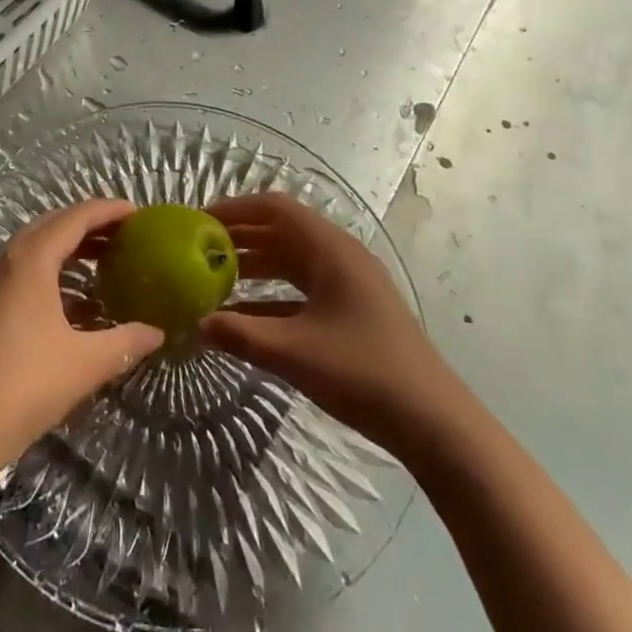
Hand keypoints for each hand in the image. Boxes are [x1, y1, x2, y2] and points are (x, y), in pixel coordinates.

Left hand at [0, 199, 163, 477]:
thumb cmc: (22, 387)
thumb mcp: (83, 364)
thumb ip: (125, 342)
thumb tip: (157, 332)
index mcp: (31, 260)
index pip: (76, 217)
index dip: (109, 211)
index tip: (139, 214)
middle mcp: (8, 260)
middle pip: (54, 224)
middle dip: (90, 224)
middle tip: (126, 235)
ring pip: (36, 247)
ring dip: (70, 246)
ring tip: (105, 260)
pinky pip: (24, 269)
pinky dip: (52, 268)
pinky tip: (72, 297)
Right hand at [200, 193, 462, 454]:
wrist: (434, 422)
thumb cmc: (363, 373)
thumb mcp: (295, 353)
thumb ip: (241, 335)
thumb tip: (196, 324)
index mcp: (330, 250)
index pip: (275, 208)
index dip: (236, 209)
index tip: (199, 221)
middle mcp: (339, 256)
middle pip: (282, 232)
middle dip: (240, 237)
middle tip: (198, 250)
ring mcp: (348, 284)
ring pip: (292, 261)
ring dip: (254, 267)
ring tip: (213, 279)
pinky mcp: (352, 310)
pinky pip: (303, 290)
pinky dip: (272, 296)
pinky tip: (244, 318)